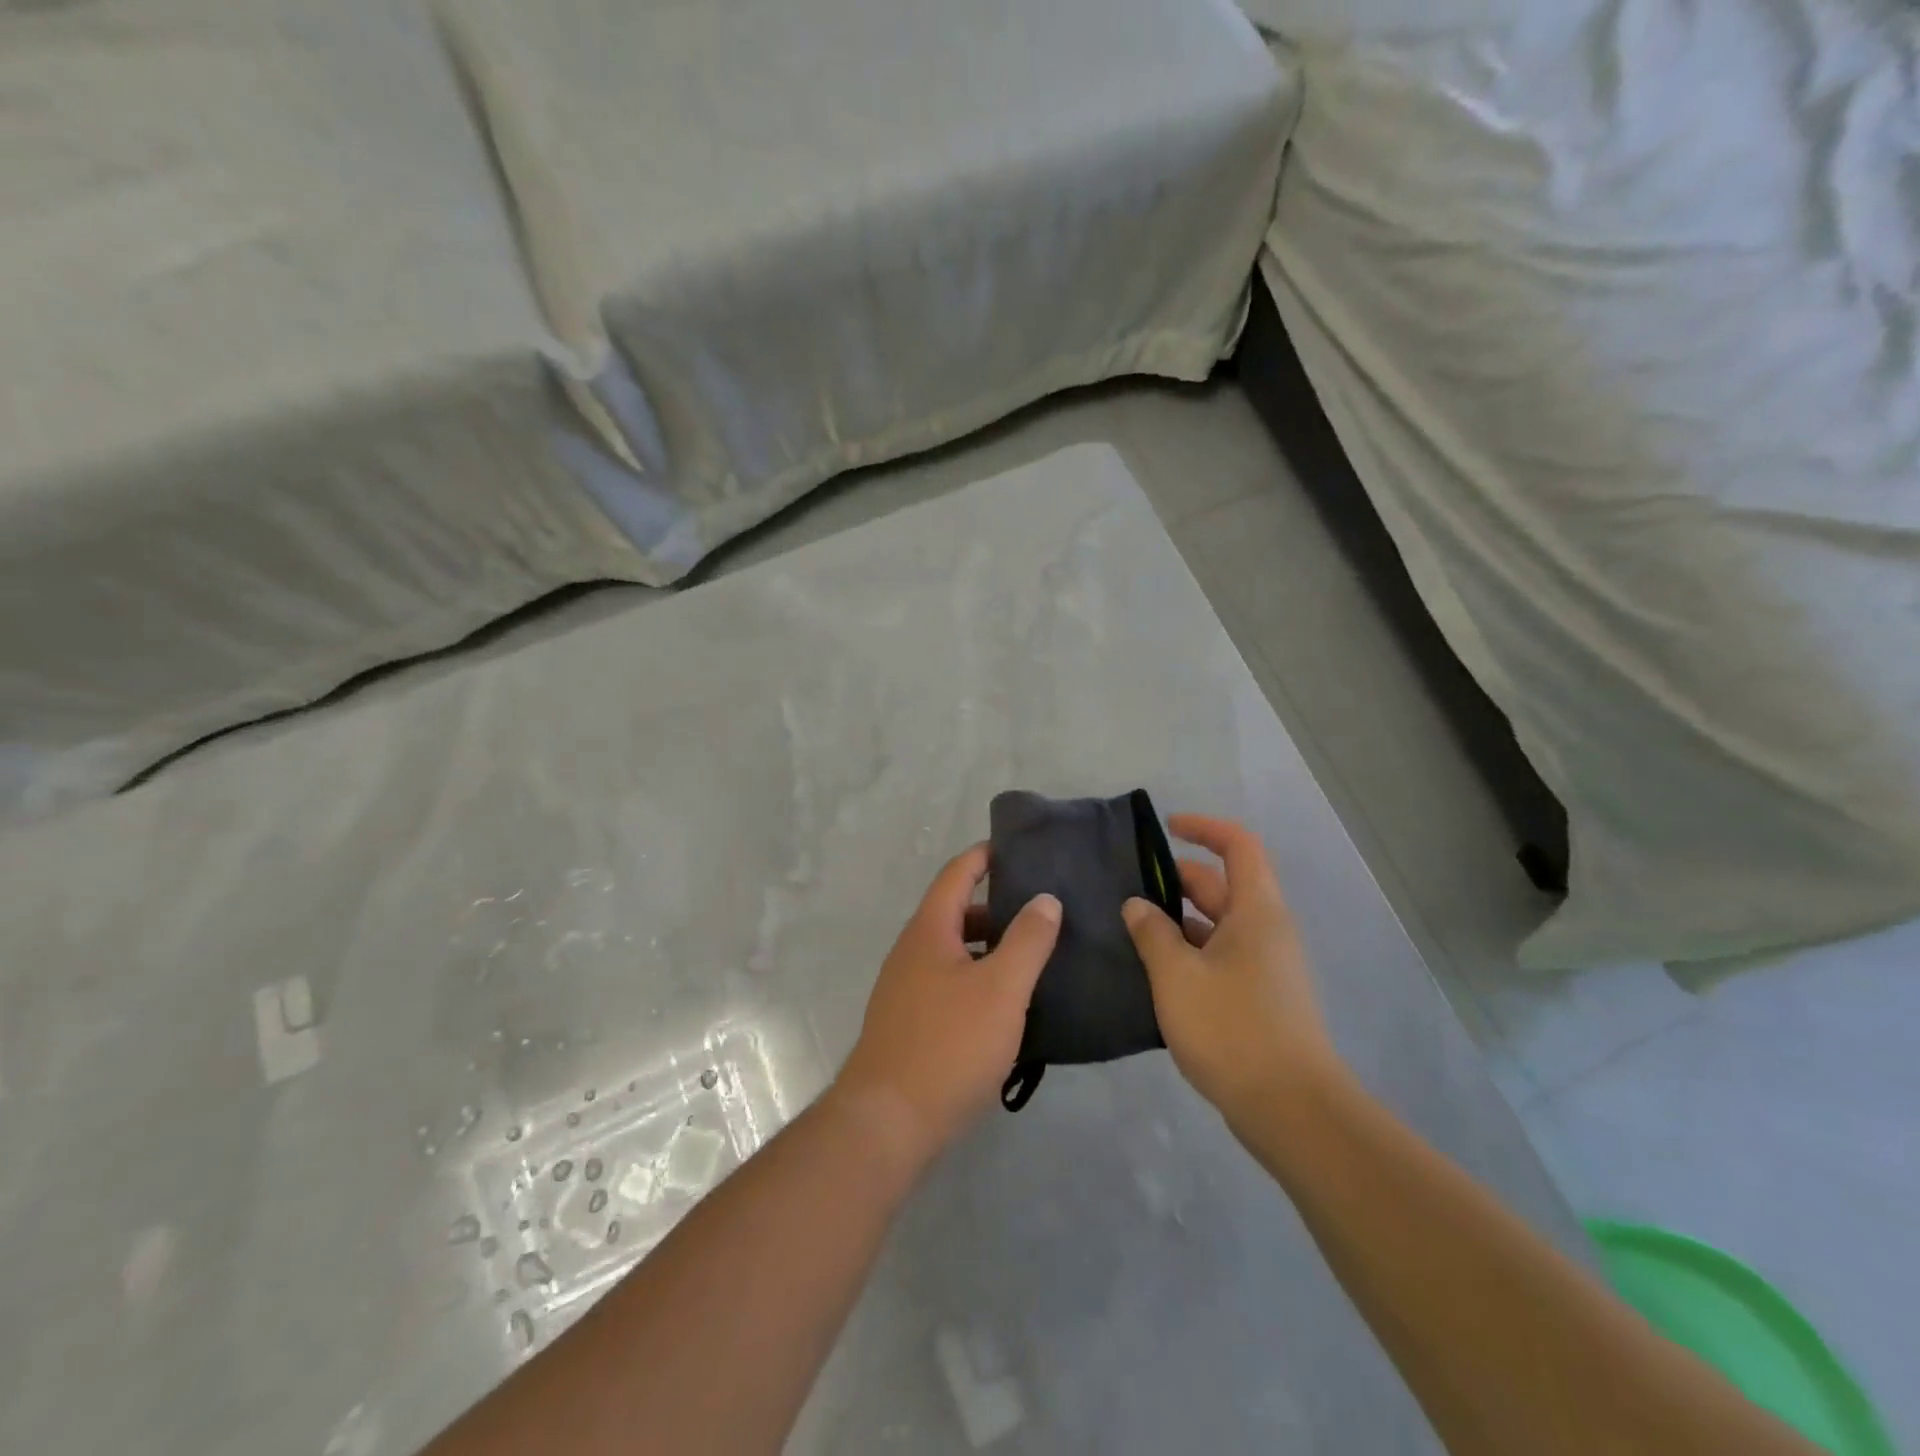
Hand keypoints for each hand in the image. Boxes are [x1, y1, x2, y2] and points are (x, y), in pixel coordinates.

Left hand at [835, 845, 1061, 1164]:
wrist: (887, 1123)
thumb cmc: (949, 1045)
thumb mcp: (1001, 988)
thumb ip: (1027, 940)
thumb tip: (1045, 898)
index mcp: (929, 931)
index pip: (957, 874)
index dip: (985, 856)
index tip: (1019, 848)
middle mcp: (911, 952)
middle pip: (956, 913)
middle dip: (997, 908)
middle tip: (1043, 911)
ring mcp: (906, 990)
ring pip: (954, 953)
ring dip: (990, 949)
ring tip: (1035, 958)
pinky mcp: (909, 1024)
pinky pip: (949, 985)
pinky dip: (979, 981)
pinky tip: (1008, 1007)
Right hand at [1121, 815, 1338, 1128]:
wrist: (1291, 1110)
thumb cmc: (1232, 1028)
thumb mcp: (1177, 975)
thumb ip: (1152, 933)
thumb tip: (1137, 905)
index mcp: (1256, 911)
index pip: (1238, 846)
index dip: (1204, 828)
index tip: (1166, 828)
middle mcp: (1266, 930)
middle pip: (1222, 885)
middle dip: (1176, 879)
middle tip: (1127, 888)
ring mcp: (1266, 966)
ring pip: (1218, 924)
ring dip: (1178, 920)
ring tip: (1131, 928)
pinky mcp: (1260, 998)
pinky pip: (1221, 956)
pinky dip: (1189, 952)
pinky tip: (1155, 971)